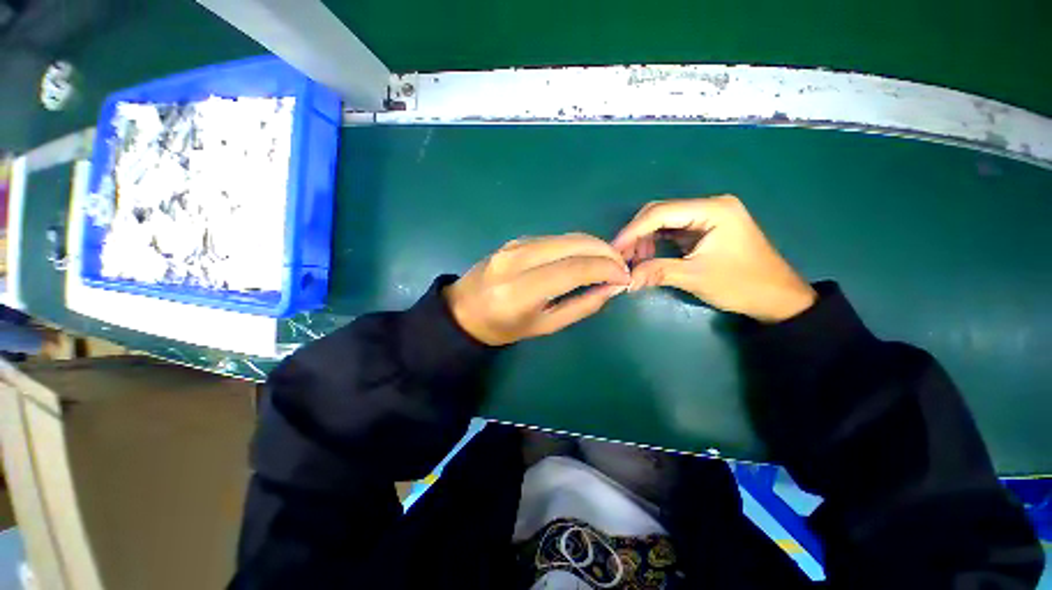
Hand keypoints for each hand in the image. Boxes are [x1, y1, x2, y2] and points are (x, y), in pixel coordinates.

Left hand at [445, 234, 630, 344]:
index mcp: (521, 290)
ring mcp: (515, 245)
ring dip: (593, 246)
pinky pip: (555, 238)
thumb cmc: (503, 327)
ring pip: (567, 237)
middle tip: (621, 267)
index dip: (606, 269)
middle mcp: (517, 259)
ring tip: (607, 263)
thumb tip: (612, 288)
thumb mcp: (544, 326)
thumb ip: (581, 306)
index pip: (574, 268)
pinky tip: (583, 258)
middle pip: (574, 244)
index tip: (624, 277)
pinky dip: (576, 245)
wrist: (464, 309)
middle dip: (606, 252)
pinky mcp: (516, 239)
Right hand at [612, 196, 816, 322]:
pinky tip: (647, 256)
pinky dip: (655, 242)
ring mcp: (707, 216)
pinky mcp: (704, 228)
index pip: (661, 213)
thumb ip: (657, 272)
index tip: (614, 249)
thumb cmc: (743, 285)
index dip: (633, 231)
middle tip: (622, 257)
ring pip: (663, 220)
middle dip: (637, 234)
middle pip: (660, 212)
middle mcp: (709, 205)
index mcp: (713, 210)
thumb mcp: (696, 277)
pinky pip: (671, 230)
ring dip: (644, 239)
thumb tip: (625, 280)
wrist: (777, 298)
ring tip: (634, 261)